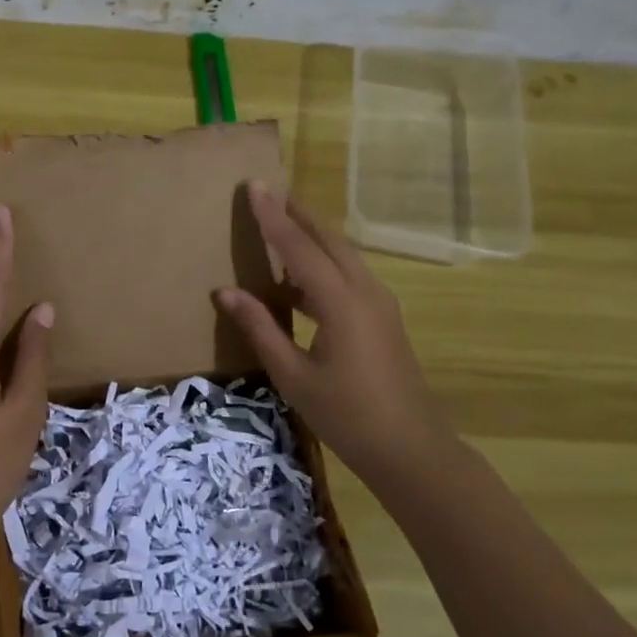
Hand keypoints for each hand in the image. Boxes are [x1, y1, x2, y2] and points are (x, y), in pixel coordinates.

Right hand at [217, 182, 456, 484]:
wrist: (410, 449)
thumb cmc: (346, 415)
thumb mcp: (293, 376)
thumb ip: (260, 328)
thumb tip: (225, 292)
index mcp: (341, 302)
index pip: (299, 247)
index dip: (273, 217)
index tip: (255, 186)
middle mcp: (365, 292)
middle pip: (328, 240)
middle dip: (298, 215)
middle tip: (268, 193)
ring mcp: (380, 304)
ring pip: (342, 256)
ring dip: (312, 238)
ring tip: (280, 226)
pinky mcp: (383, 319)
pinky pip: (349, 276)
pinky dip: (322, 265)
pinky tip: (298, 280)